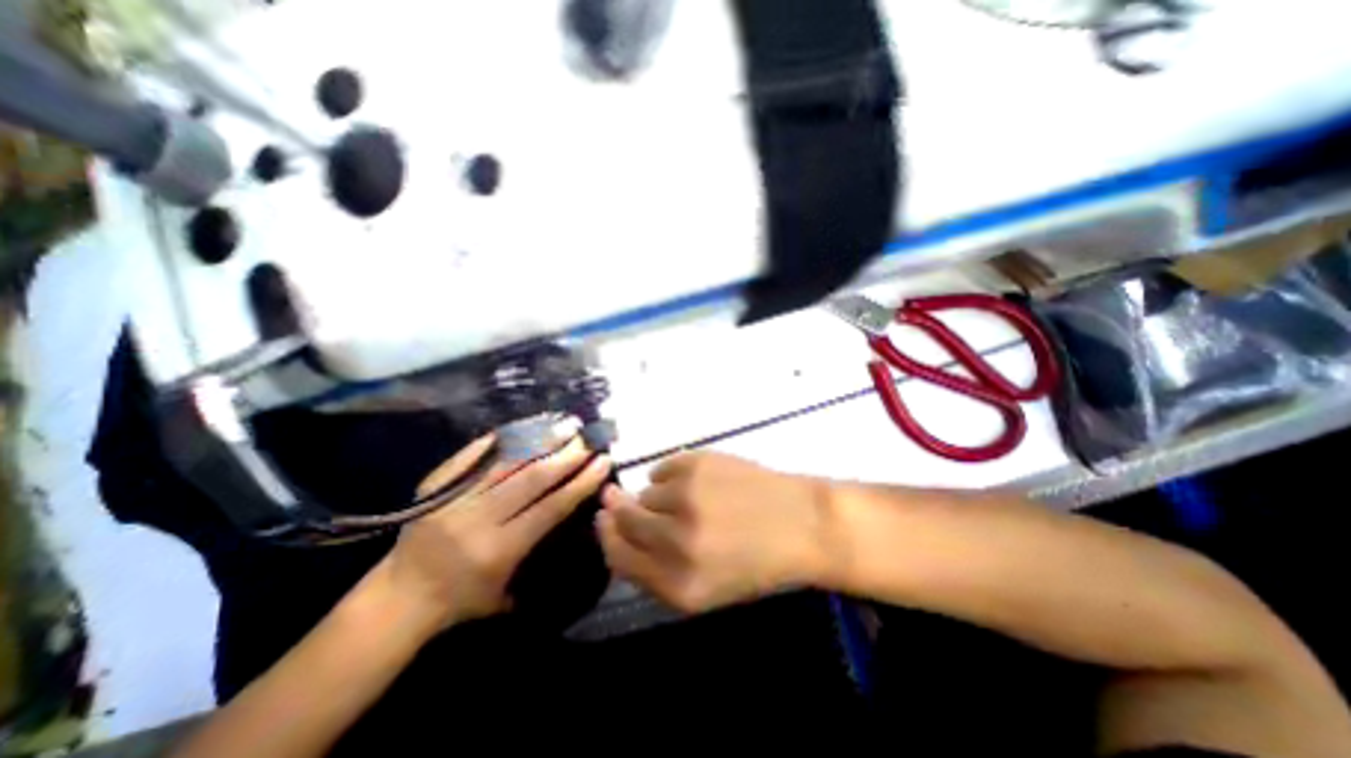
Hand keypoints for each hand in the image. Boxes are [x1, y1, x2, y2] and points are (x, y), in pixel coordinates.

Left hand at [378, 433, 613, 633]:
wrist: (398, 597)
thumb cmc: (461, 601)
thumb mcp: (508, 595)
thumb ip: (542, 556)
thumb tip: (577, 514)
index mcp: (499, 550)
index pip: (551, 507)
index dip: (581, 482)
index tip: (603, 461)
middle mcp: (479, 519)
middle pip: (533, 478)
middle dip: (567, 454)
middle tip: (589, 437)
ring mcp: (455, 498)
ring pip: (508, 460)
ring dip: (541, 439)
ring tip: (566, 424)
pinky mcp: (438, 484)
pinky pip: (476, 453)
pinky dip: (506, 437)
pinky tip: (529, 425)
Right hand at [598, 453, 839, 612]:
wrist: (801, 522)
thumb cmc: (756, 561)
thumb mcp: (704, 588)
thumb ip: (655, 568)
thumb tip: (616, 526)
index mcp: (678, 585)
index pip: (618, 556)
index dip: (606, 535)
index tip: (603, 519)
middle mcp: (676, 541)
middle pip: (623, 519)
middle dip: (618, 509)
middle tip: (622, 498)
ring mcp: (686, 497)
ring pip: (645, 491)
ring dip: (657, 496)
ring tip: (690, 499)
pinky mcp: (697, 464)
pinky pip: (663, 468)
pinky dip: (671, 476)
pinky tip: (698, 482)